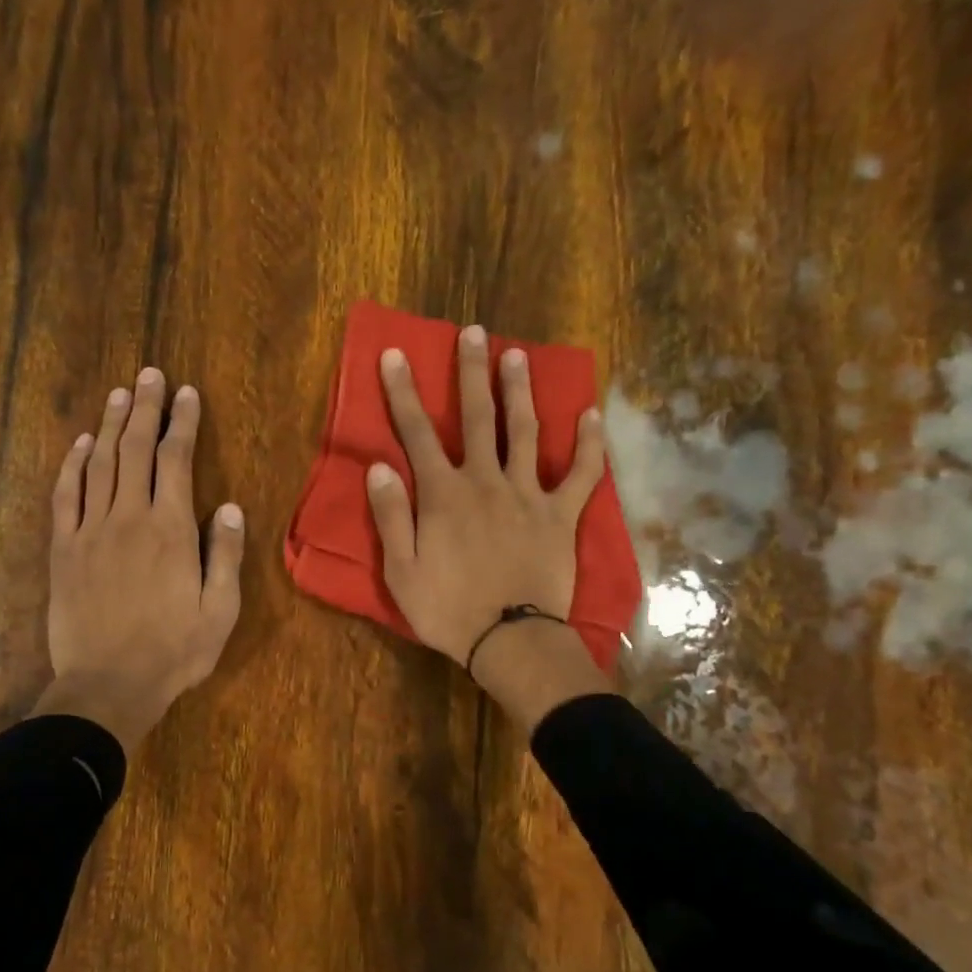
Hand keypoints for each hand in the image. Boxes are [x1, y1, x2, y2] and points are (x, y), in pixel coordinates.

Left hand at [31, 368, 244, 750]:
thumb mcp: (220, 611)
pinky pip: (65, 497)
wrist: (107, 685)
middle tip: (150, 375)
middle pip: (135, 450)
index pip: (176, 460)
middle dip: (145, 409)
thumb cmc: (173, 652)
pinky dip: (71, 466)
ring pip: (99, 465)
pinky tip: (79, 445)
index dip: (182, 423)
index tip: (186, 393)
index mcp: (170, 531)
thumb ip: (224, 555)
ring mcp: (90, 531)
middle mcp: (128, 518)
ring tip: (119, 394)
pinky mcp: (63, 550)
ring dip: (109, 426)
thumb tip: (227, 506)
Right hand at [368, 326, 613, 727]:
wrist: (509, 639)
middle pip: (476, 417)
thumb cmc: (447, 609)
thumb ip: (390, 515)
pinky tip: (592, 414)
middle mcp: (485, 481)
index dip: (403, 393)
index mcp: (443, 494)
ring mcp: (528, 495)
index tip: (395, 354)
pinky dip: (589, 445)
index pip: (416, 433)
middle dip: (471, 372)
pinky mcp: (561, 515)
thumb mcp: (400, 570)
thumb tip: (380, 466)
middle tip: (474, 332)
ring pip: (525, 432)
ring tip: (518, 355)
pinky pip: (582, 474)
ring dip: (520, 392)